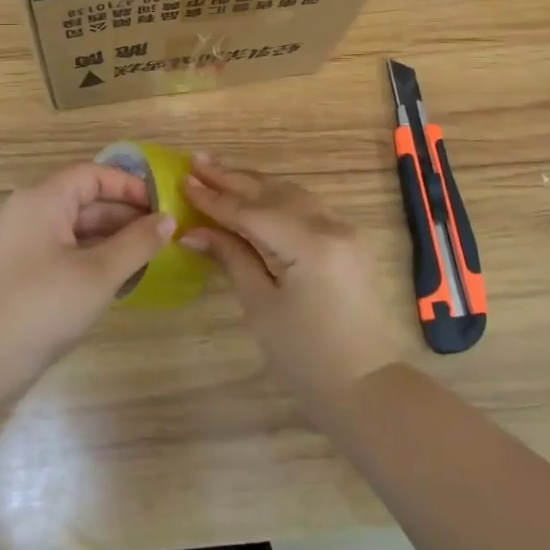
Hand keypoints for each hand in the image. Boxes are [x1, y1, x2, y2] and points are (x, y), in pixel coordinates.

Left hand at [0, 161, 175, 367]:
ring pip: (76, 229)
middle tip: (164, 236)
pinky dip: (93, 258)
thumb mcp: (98, 274)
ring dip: (112, 239)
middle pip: (85, 200)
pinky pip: (64, 252)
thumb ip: (137, 243)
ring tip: (148, 258)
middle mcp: (30, 213)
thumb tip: (168, 219)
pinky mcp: (21, 272)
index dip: (130, 186)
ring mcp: (22, 244)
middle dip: (125, 215)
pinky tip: (118, 279)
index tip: (162, 206)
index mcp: (44, 200)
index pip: (93, 175)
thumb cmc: (41, 306)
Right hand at [182, 155, 412, 403]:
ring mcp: (344, 232)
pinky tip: (255, 195)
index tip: (182, 180)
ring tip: (220, 172)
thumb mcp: (262, 307)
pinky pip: (306, 209)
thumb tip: (194, 232)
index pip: (251, 212)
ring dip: (254, 184)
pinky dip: (276, 199)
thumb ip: (232, 259)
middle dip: (232, 179)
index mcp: (310, 244)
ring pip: (292, 195)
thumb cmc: (306, 357)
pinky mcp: (348, 243)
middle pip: (273, 194)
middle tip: (197, 161)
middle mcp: (331, 226)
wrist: (367, 388)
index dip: (214, 199)